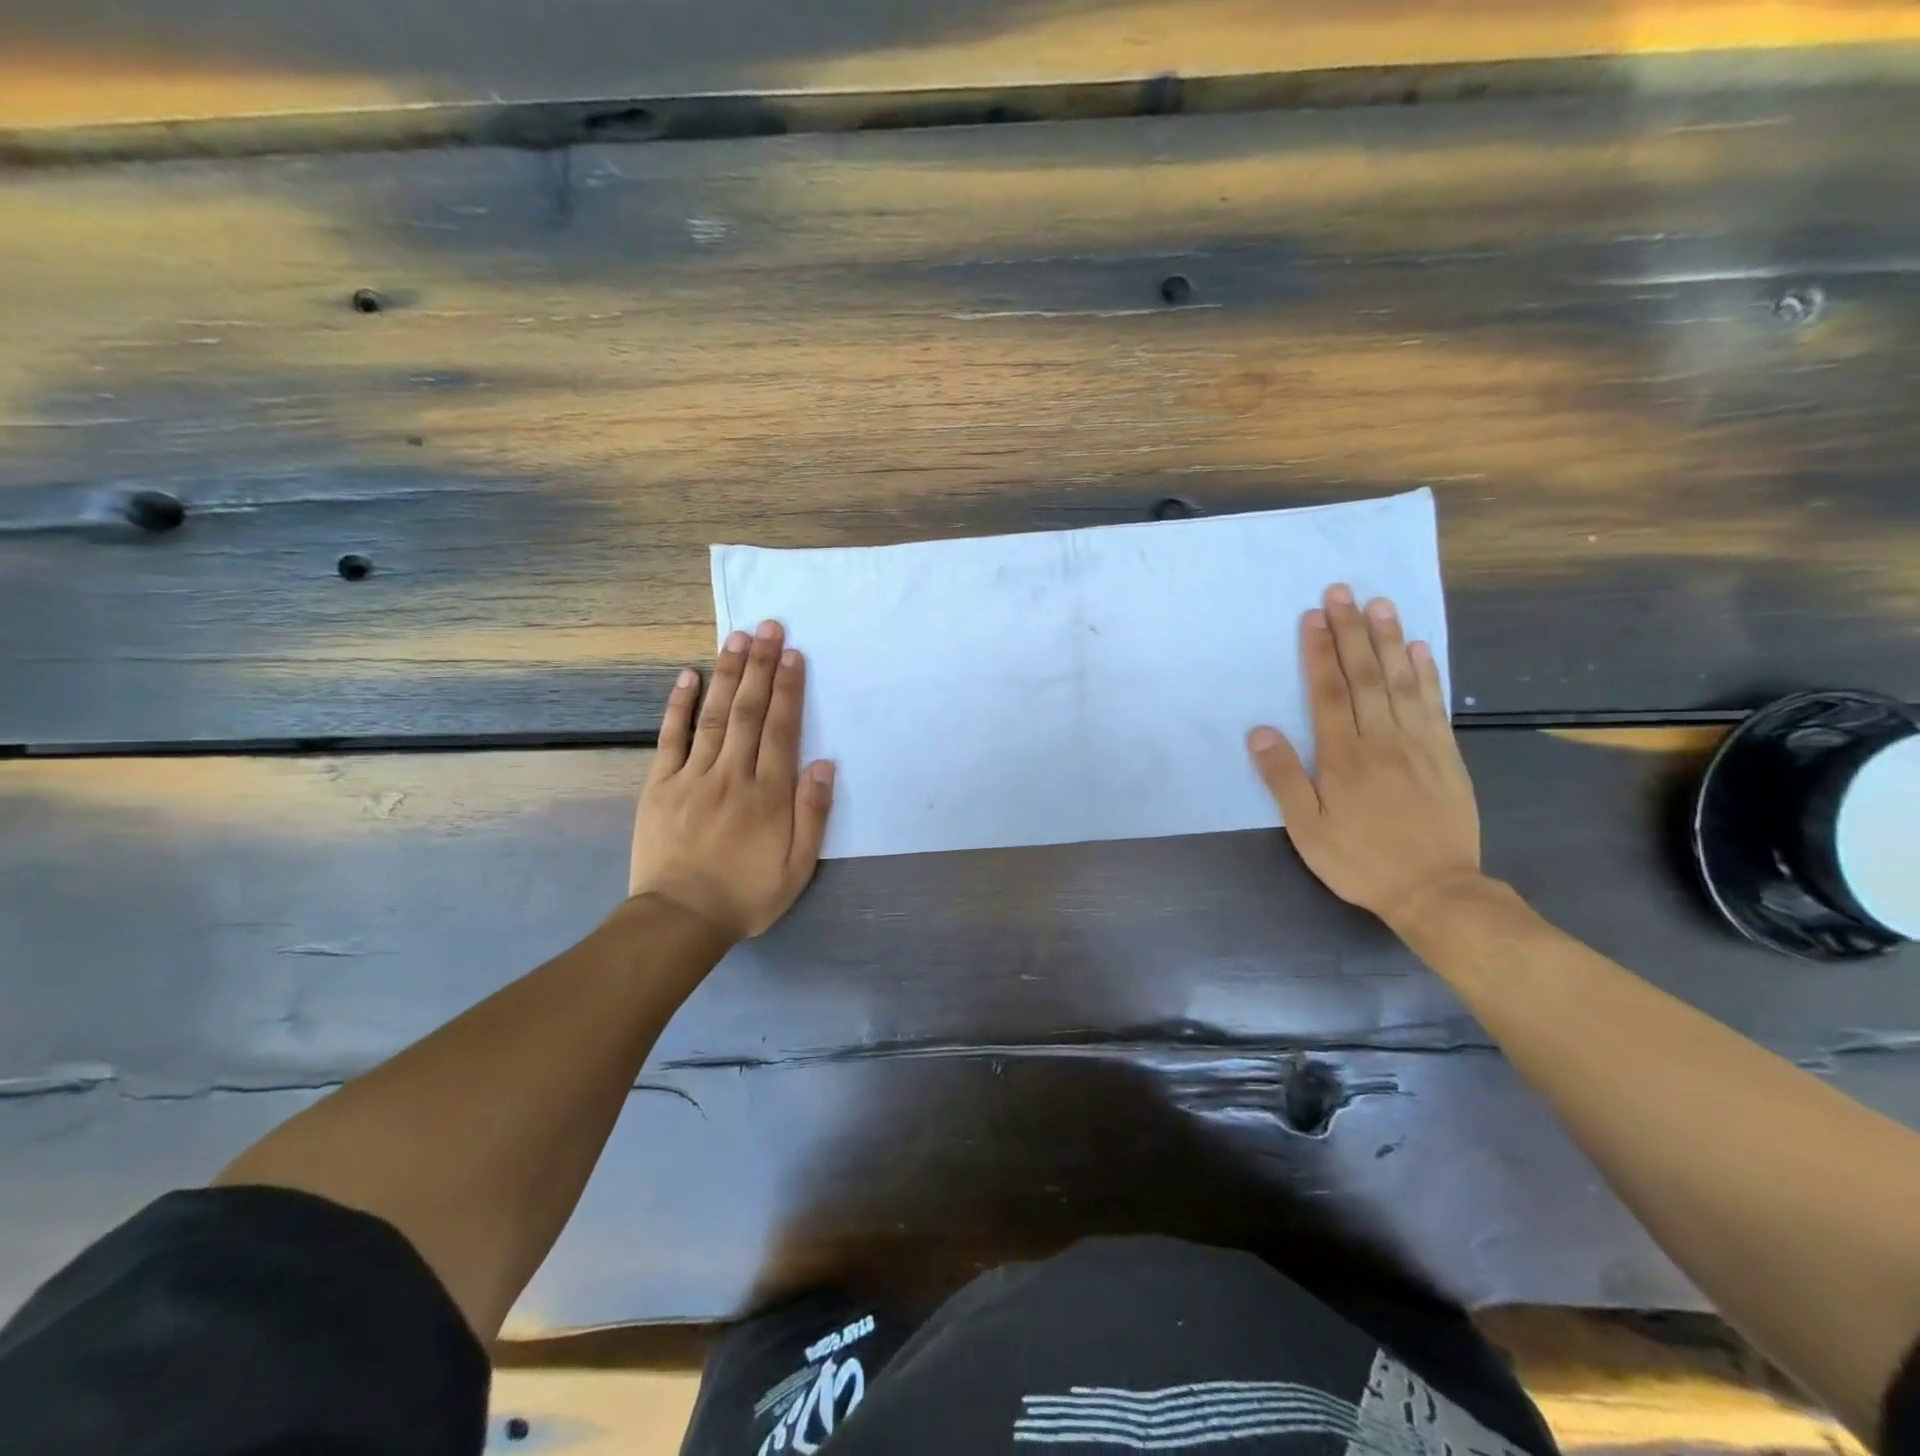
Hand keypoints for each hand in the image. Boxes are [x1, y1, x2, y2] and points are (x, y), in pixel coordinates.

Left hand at [629, 621, 835, 941]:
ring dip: (727, 675)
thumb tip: (823, 763)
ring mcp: (693, 776)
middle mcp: (733, 775)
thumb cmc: (747, 894)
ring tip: (737, 638)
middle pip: (749, 712)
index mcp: (768, 794)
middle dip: (761, 667)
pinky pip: (670, 738)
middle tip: (768, 627)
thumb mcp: (797, 867)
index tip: (793, 654)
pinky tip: (687, 676)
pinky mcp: (660, 785)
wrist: (680, 919)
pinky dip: (678, 705)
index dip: (789, 689)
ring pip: (714, 716)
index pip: (781, 730)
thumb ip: (812, 814)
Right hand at [1246, 584, 1481, 925]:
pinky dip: (1426, 673)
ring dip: (1389, 640)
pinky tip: (1419, 649)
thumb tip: (1260, 732)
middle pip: (1364, 675)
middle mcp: (1382, 739)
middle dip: (1351, 631)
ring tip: (1380, 604)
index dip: (1319, 652)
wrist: (1437, 890)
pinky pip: (1434, 704)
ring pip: (1401, 681)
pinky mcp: (1446, 754)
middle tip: (1343, 591)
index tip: (1314, 616)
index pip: (1328, 692)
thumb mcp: (1307, 830)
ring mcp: (1419, 743)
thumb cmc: (1360, 860)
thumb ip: (1283, 779)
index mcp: (1343, 756)